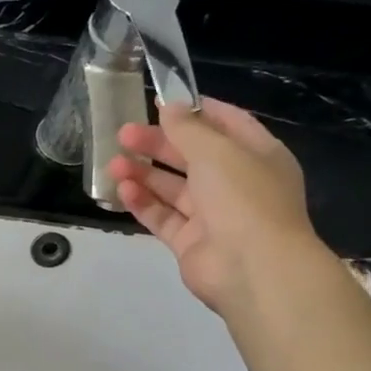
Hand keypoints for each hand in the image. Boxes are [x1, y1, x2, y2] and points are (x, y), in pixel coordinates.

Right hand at [108, 99, 325, 314]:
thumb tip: (169, 106)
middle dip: (157, 144)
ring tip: (113, 164)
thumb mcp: (216, 151)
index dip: (194, 111)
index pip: (226, 123)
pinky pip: (163, 216)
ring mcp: (213, 215)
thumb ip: (188, 128)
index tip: (159, 101)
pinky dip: (143, 203)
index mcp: (257, 155)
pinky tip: (122, 190)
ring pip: (173, 188)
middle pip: (192, 156)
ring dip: (144, 174)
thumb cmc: (243, 198)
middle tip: (123, 134)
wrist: (254, 268)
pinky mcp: (191, 242)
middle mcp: (237, 183)